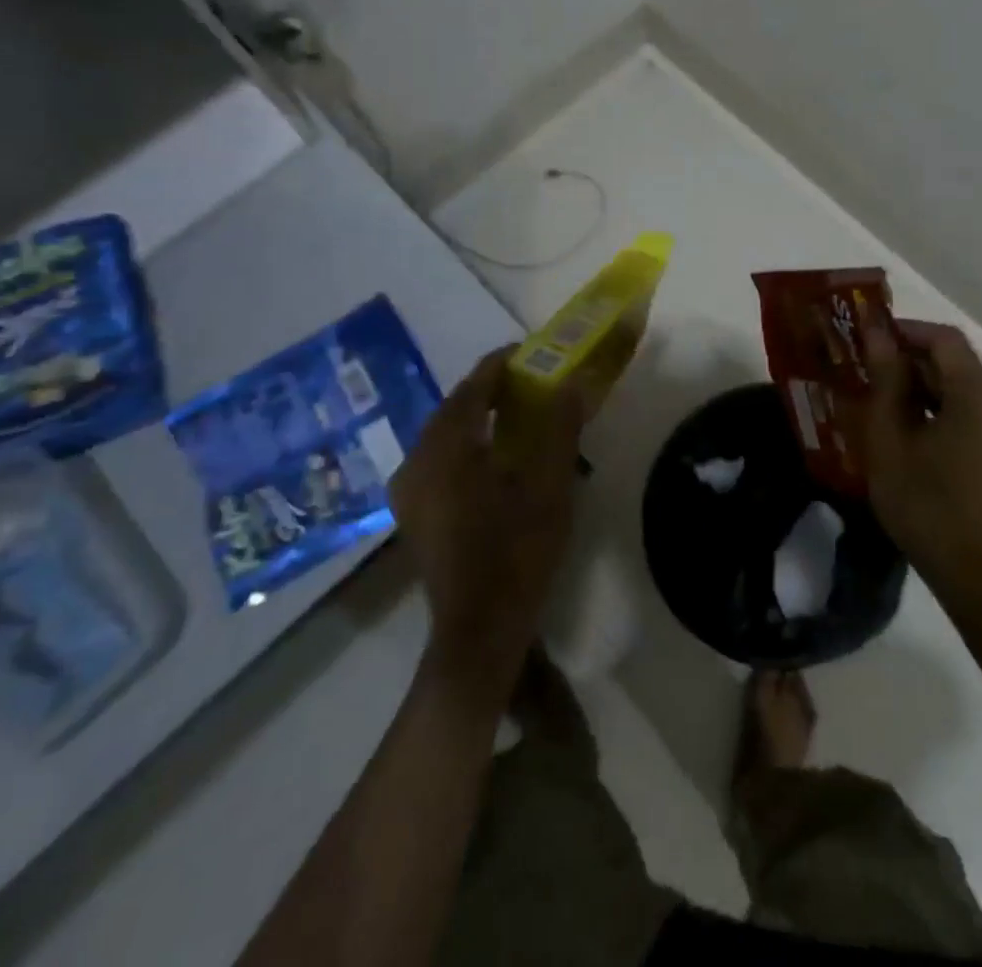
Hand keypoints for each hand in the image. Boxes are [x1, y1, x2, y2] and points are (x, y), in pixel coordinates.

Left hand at [391, 347, 584, 700]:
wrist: (479, 630)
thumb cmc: (517, 553)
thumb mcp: (549, 486)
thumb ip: (560, 429)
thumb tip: (573, 383)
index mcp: (446, 450)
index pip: (471, 388)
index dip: (499, 365)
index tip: (529, 351)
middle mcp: (417, 462)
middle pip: (453, 408)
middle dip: (488, 389)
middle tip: (528, 380)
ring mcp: (409, 490)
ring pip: (443, 434)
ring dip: (476, 417)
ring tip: (514, 411)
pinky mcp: (413, 512)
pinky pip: (438, 458)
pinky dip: (465, 443)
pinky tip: (491, 454)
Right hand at [848, 317, 981, 615]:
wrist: (973, 573)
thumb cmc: (924, 503)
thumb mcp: (890, 438)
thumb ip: (886, 380)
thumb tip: (877, 334)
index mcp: (981, 394)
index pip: (943, 339)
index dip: (904, 331)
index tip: (867, 339)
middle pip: (956, 361)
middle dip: (911, 359)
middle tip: (867, 370)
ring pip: (965, 386)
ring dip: (926, 385)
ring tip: (883, 398)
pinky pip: (975, 410)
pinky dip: (944, 407)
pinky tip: (912, 426)